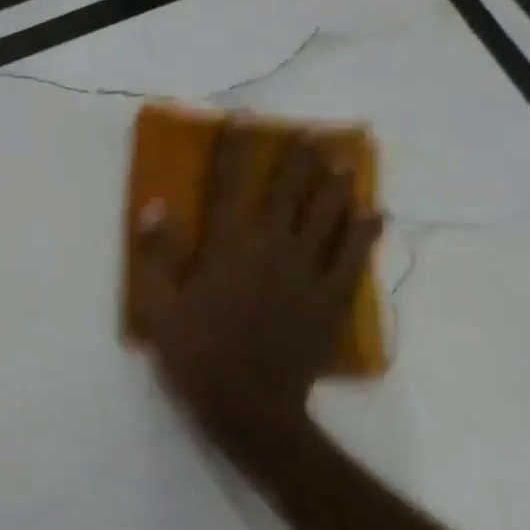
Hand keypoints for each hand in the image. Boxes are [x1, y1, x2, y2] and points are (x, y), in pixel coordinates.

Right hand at [130, 126, 380, 456]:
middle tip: (311, 135)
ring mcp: (307, 276)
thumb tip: (156, 206)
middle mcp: (271, 252)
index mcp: (227, 251)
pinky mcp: (330, 301)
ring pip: (327, 221)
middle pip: (288, 197)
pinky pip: (353, 259)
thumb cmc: (195, 354)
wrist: (249, 407)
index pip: (228, 189)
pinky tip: (374, 214)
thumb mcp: (159, 306)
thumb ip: (158, 255)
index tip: (242, 121)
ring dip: (335, 188)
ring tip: (343, 162)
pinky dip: (364, 234)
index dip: (235, 152)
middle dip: (298, 162)